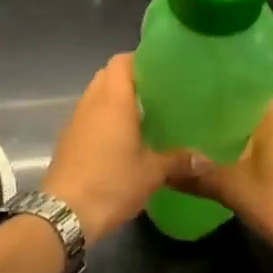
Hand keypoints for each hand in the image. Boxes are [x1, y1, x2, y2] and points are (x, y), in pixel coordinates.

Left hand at [42, 54, 184, 244]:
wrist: (65, 212)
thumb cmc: (111, 183)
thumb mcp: (152, 173)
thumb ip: (179, 160)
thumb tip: (207, 159)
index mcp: (113, 99)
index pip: (122, 61)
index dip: (140, 60)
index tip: (162, 70)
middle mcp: (91, 102)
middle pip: (108, 75)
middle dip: (130, 79)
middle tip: (157, 93)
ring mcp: (75, 119)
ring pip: (96, 95)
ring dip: (115, 99)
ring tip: (142, 114)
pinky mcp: (67, 138)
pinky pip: (88, 115)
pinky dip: (103, 118)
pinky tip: (121, 138)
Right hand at [178, 85, 272, 255]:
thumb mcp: (230, 187)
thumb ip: (195, 174)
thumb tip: (161, 169)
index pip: (260, 78)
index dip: (235, 71)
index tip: (208, 70)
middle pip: (263, 99)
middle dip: (234, 98)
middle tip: (200, 98)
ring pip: (271, 121)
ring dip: (246, 121)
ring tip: (212, 123)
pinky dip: (258, 139)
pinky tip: (236, 151)